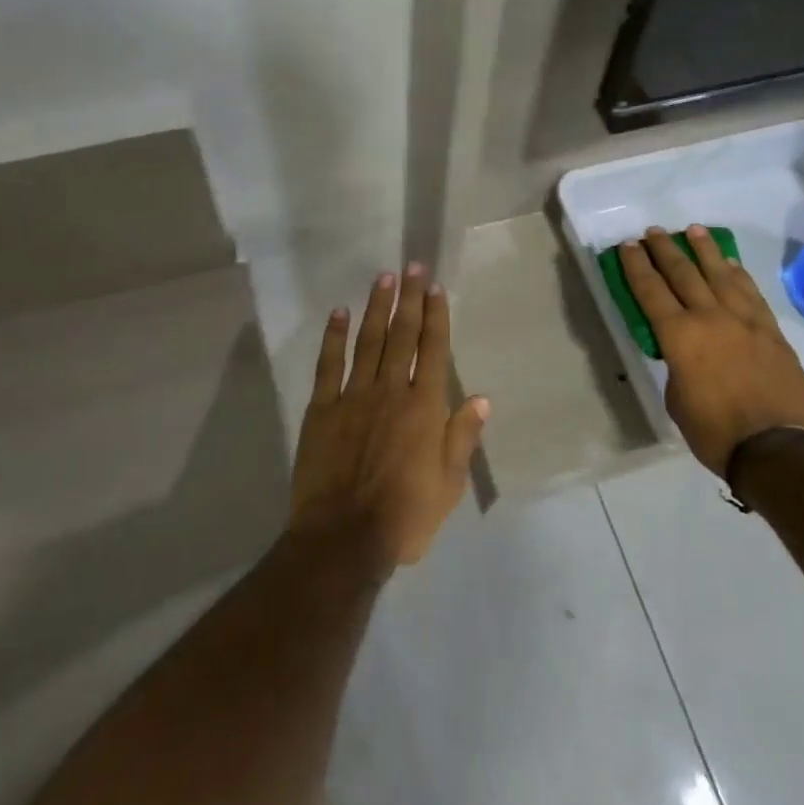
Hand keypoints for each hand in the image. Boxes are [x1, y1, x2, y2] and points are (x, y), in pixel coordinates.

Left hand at [289, 264, 489, 571]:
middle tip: (410, 266)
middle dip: (408, 298)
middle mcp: (391, 390)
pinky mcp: (322, 408)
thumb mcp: (449, 485)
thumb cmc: (404, 516)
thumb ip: (463, 437)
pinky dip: (334, 336)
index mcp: (424, 407)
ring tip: (382, 278)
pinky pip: (329, 364)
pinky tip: (339, 313)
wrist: (343, 538)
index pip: (433, 349)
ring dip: (376, 308)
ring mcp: (353, 396)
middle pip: (402, 335)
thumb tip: (482, 398)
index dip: (435, 315)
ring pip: (368, 341)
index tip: (434, 286)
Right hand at [619, 225, 803, 476]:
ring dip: (704, 250)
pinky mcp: (771, 331)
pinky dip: (737, 273)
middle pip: (683, 273)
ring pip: (720, 274)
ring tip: (693, 230)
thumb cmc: (716, 432)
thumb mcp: (677, 400)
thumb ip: (677, 366)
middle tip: (654, 231)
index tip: (629, 246)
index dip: (637, 266)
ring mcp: (745, 321)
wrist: (779, 450)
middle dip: (665, 250)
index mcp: (680, 336)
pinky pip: (750, 292)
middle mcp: (710, 317)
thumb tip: (684, 354)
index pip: (651, 291)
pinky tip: (730, 263)